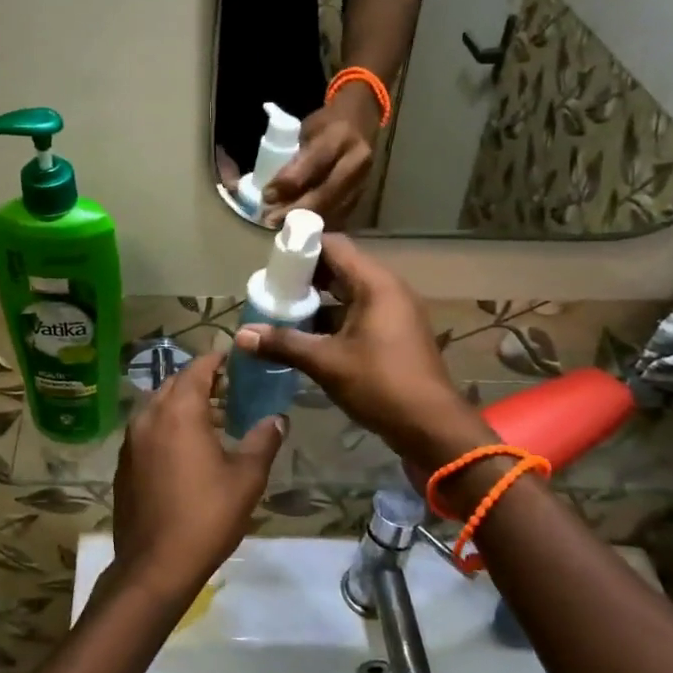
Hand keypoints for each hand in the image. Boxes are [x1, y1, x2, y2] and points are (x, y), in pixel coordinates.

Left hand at [109, 353, 284, 606]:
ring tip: (212, 419)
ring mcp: (131, 440)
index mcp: (179, 412)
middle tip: (228, 389)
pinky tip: (186, 449)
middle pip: (174, 383)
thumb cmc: (207, 516)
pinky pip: (147, 429)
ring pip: (158, 406)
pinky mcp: (124, 463)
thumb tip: (277, 419)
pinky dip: (166, 425)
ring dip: (183, 404)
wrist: (155, 564)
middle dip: (200, 381)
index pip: (197, 369)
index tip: (234, 358)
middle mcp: (149, 416)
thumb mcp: (246, 478)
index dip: (216, 360)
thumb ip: (262, 441)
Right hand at [234, 234, 494, 471]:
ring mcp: (395, 312)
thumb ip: (283, 344)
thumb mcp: (326, 362)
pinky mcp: (395, 334)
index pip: (334, 245)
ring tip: (283, 314)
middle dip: (305, 277)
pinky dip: (333, 319)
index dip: (302, 248)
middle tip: (272, 291)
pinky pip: (358, 313)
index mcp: (376, 284)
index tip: (273, 263)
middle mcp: (388, 290)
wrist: (431, 427)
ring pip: (348, 293)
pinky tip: (307, 338)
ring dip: (317, 301)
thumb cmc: (380, 384)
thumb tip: (241, 335)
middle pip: (340, 268)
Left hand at [262, 87, 380, 227]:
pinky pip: (340, 214)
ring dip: (305, 221)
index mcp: (340, 137)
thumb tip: (273, 193)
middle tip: (271, 221)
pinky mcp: (364, 194)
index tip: (266, 196)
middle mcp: (357, 160)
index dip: (288, 183)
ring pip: (333, 208)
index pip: (312, 164)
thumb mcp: (307, 131)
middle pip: (325, 193)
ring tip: (281, 227)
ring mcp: (364, 179)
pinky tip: (300, 227)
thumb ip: (295, 160)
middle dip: (296, 210)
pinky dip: (319, 222)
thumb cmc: (328, 124)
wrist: (362, 120)